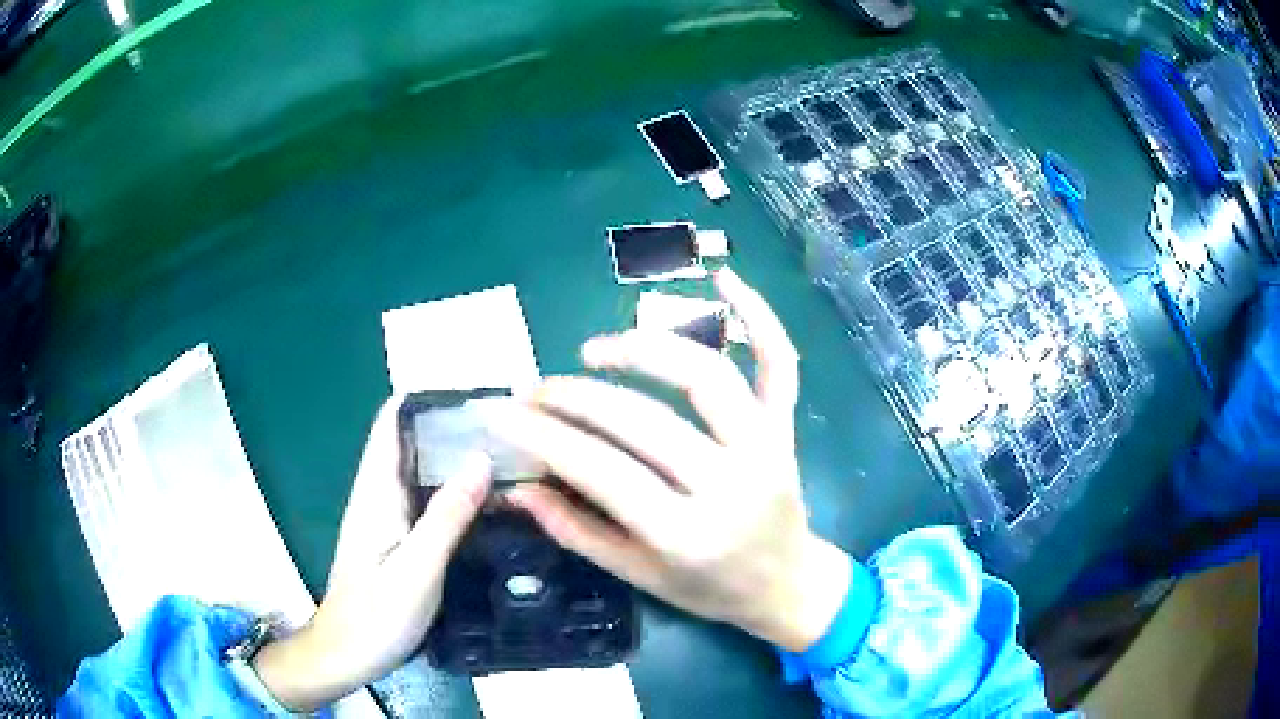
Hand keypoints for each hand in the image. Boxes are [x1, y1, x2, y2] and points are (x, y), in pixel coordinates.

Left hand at [253, 398, 491, 711]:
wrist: (348, 654)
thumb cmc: (377, 614)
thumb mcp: (417, 569)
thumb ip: (447, 515)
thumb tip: (480, 458)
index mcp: (376, 492)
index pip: (390, 423)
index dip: (422, 398)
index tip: (469, 390)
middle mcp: (378, 495)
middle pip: (409, 441)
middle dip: (448, 425)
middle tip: (505, 422)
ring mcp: (386, 518)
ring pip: (419, 470)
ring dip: (452, 455)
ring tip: (504, 451)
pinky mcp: (395, 539)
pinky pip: (425, 498)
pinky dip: (451, 487)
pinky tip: (483, 499)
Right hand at [499, 269, 851, 651]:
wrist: (787, 584)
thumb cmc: (710, 590)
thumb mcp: (640, 578)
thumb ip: (578, 532)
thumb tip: (520, 487)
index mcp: (688, 535)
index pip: (602, 472)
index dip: (544, 438)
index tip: (504, 413)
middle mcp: (731, 484)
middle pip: (644, 421)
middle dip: (576, 398)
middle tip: (536, 389)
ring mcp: (766, 448)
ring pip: (707, 376)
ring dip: (645, 349)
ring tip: (595, 351)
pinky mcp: (786, 428)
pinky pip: (780, 363)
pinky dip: (759, 317)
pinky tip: (725, 279)